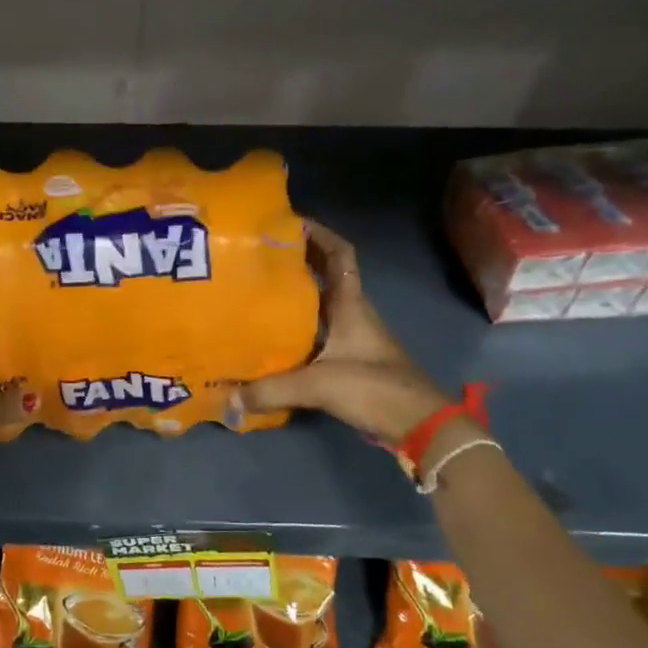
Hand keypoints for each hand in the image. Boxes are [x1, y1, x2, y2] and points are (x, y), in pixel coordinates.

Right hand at [230, 220, 448, 443]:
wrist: (420, 425)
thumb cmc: (374, 388)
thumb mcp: (319, 386)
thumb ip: (272, 391)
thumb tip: (228, 400)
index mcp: (351, 305)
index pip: (340, 255)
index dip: (320, 234)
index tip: (291, 222)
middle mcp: (353, 314)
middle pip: (326, 276)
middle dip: (298, 261)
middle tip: (259, 256)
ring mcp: (354, 338)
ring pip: (321, 305)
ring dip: (296, 295)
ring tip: (258, 291)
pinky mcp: (351, 361)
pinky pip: (319, 333)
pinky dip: (298, 329)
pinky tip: (274, 338)